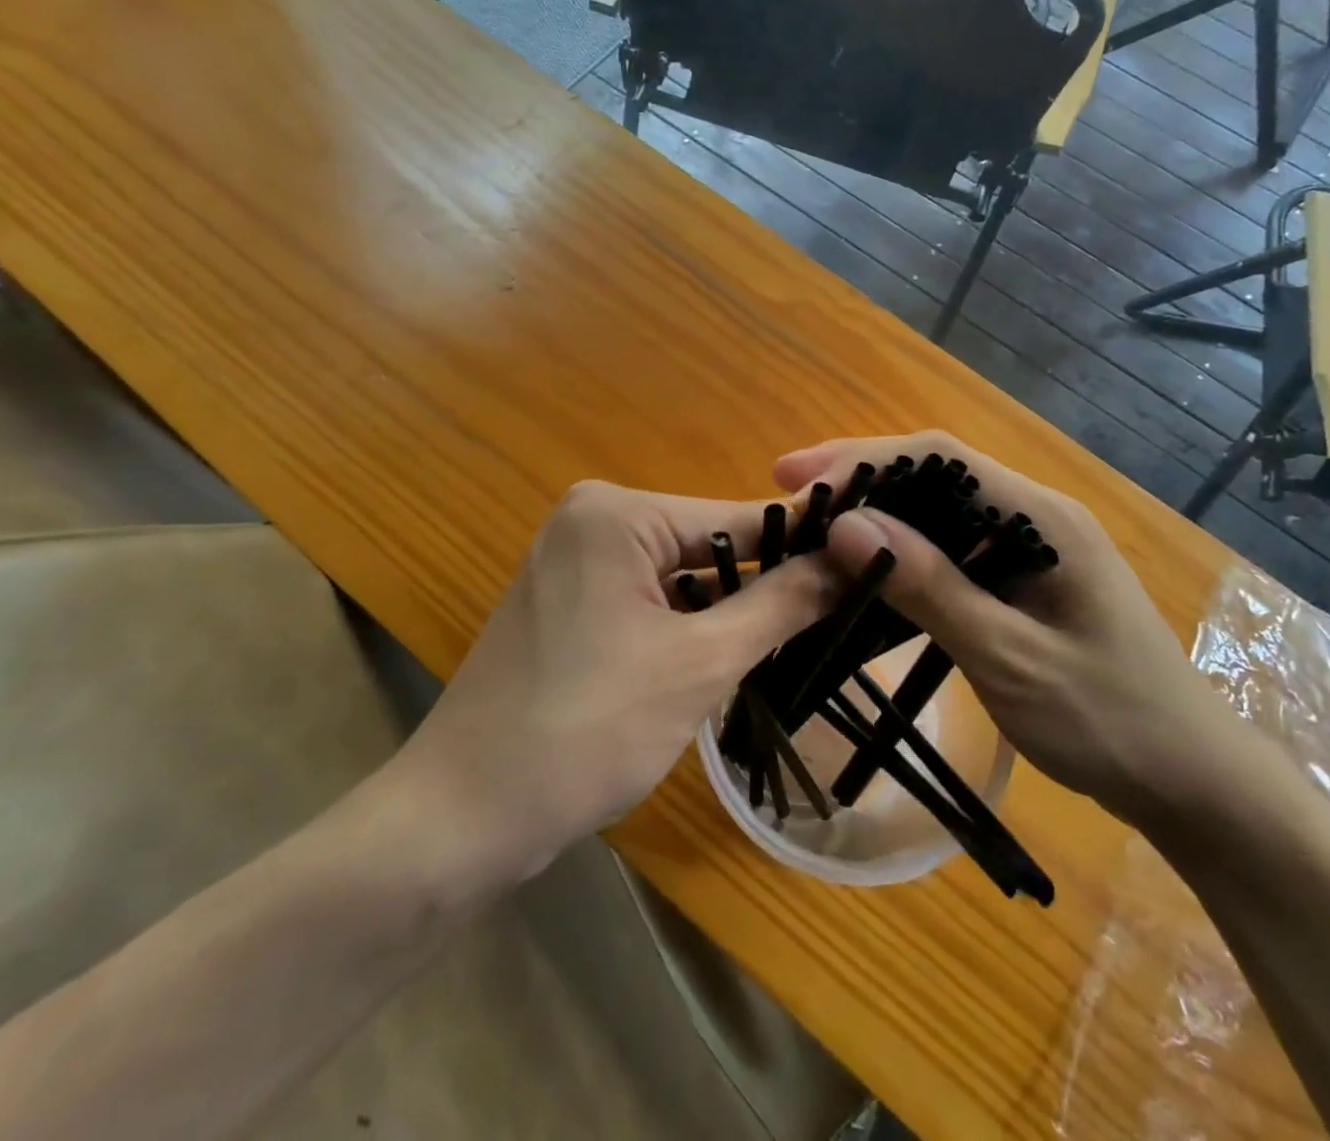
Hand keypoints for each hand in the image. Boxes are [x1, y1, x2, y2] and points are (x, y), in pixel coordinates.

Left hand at [396, 480, 839, 892]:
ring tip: (780, 652)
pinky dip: (682, 629)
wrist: (462, 816)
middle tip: (827, 627)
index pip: (736, 518)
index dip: (802, 546)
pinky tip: (711, 667)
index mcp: (617, 512)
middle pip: (706, 547)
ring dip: (722, 616)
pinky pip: (646, 601)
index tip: (866, 567)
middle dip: (758, 591)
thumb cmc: (585, 730)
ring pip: (678, 578)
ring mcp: (573, 561)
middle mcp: (592, 519)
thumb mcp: (699, 664)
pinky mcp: (567, 603)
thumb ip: (780, 604)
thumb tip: (854, 556)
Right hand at [775, 433, 1241, 826]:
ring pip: (940, 508)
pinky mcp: (1025, 576)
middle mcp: (1036, 514)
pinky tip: (869, 566)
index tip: (795, 477)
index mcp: (1043, 517)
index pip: (940, 457)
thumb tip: (848, 525)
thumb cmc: (1111, 723)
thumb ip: (932, 589)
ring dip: (879, 512)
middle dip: (861, 478)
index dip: (863, 458)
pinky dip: (904, 549)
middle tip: (792, 499)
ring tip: (815, 527)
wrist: (1194, 782)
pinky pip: (953, 545)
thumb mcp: (1011, 659)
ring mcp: (1033, 544)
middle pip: (936, 473)